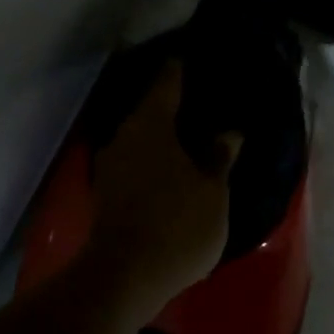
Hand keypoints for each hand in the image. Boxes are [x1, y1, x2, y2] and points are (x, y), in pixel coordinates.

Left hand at [86, 61, 240, 319]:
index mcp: (151, 125)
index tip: (188, 57)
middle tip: (198, 103)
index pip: (167, 83)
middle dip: (172, 107)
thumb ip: (220, 158)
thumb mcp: (212, 192)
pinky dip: (151, 160)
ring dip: (160, 137)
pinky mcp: (105, 192)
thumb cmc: (177, 225)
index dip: (180, 70)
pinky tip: (168, 170)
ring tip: (187, 138)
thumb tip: (228, 133)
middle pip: (150, 110)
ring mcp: (110, 164)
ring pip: (140, 138)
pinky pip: (133, 162)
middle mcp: (124, 136)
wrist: (124, 276)